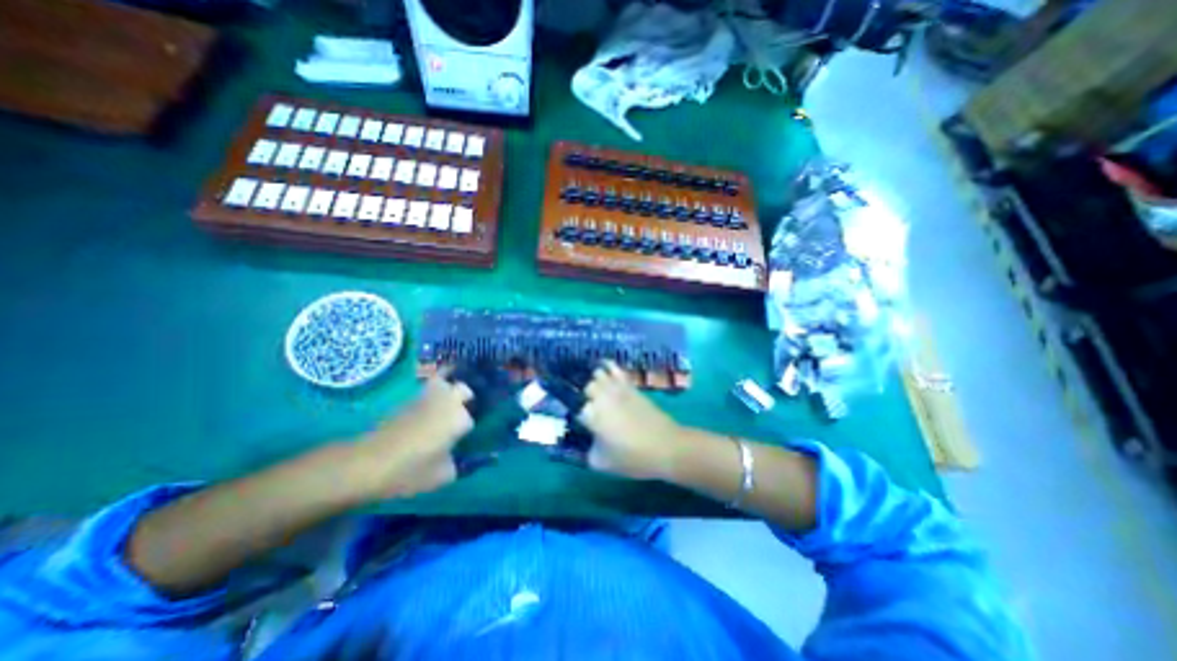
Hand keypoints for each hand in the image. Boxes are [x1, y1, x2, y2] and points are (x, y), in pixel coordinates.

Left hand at [355, 373, 471, 498]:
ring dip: (448, 391)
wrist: (368, 463)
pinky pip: (426, 390)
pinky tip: (426, 411)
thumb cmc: (410, 471)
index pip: (472, 418)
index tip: (463, 439)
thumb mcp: (443, 476)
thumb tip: (470, 458)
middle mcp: (448, 402)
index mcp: (459, 419)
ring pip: (445, 383)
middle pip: (464, 389)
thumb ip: (461, 465)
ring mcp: (427, 398)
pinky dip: (430, 395)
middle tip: (461, 414)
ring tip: (445, 406)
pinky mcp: (408, 400)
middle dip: (465, 398)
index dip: (468, 429)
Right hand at [577, 362, 686, 480]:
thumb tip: (589, 441)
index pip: (576, 408)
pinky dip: (608, 367)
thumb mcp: (603, 463)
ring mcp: (617, 389)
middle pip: (586, 388)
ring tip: (596, 389)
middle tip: (590, 409)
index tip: (581, 423)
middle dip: (586, 397)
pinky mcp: (630, 386)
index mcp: (591, 415)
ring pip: (598, 375)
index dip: (579, 415)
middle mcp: (601, 397)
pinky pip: (615, 369)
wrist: (666, 447)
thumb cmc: (633, 457)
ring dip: (595, 381)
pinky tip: (604, 367)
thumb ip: (589, 450)